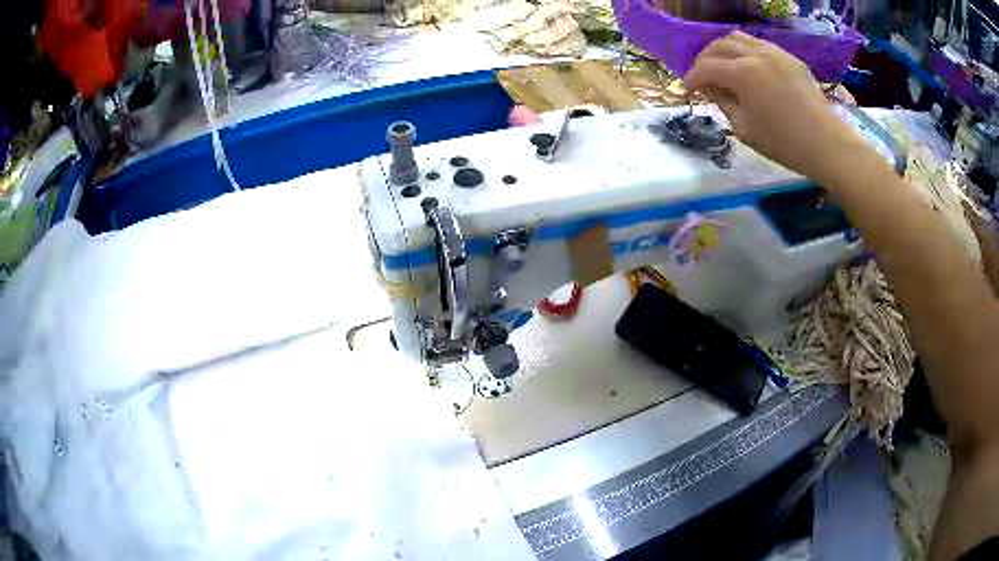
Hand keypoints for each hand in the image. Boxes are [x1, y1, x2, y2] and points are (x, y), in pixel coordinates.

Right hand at [683, 31, 864, 182]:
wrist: (826, 144)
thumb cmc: (784, 143)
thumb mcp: (745, 129)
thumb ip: (724, 103)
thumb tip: (711, 89)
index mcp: (743, 73)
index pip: (706, 67)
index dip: (692, 78)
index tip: (687, 88)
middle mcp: (756, 54)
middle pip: (719, 45)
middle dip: (705, 59)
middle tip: (702, 75)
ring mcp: (775, 53)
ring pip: (739, 38)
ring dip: (724, 49)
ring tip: (723, 65)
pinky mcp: (789, 58)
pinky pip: (760, 45)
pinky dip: (746, 51)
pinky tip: (748, 67)